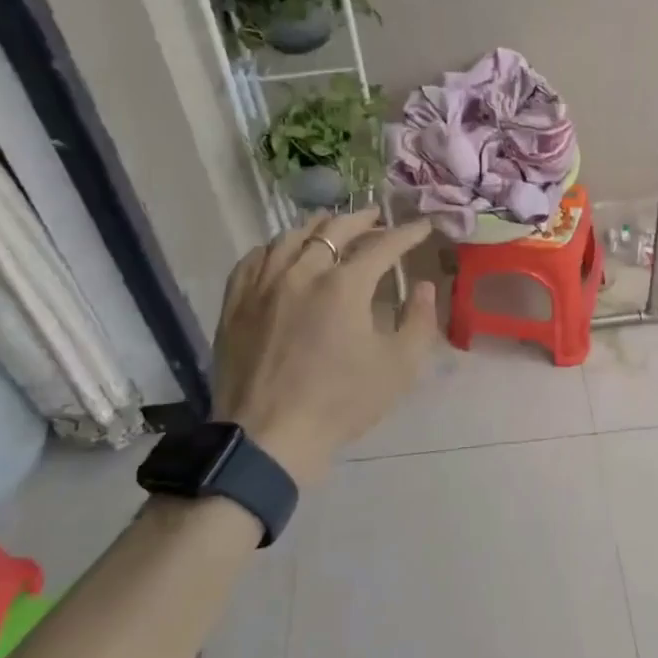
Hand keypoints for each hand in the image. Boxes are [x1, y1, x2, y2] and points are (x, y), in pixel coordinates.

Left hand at [212, 208, 438, 485]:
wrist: (268, 439)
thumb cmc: (341, 403)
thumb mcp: (399, 368)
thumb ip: (419, 321)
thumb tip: (422, 287)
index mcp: (344, 286)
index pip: (383, 246)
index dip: (407, 233)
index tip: (422, 227)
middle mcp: (302, 273)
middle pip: (334, 230)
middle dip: (362, 219)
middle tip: (377, 218)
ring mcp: (263, 285)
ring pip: (290, 237)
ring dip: (318, 227)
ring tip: (331, 227)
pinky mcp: (235, 303)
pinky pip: (254, 259)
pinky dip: (275, 247)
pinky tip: (282, 252)